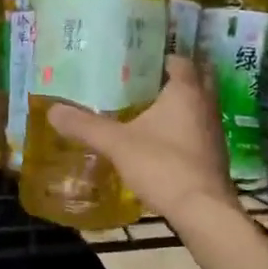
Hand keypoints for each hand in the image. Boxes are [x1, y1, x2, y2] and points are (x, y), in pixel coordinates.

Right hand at [48, 56, 238, 221]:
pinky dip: (183, 127)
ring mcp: (214, 131)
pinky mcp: (214, 154)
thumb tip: (53, 110)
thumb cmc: (163, 165)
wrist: (202, 211)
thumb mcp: (117, 144)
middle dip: (172, 78)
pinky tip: (160, 139)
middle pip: (196, 79)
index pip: (179, 60)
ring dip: (180, 104)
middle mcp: (206, 104)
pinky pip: (198, 129)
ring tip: (147, 107)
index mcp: (186, 91)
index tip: (137, 62)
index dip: (160, 58)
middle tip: (143, 81)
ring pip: (198, 105)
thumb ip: (86, 126)